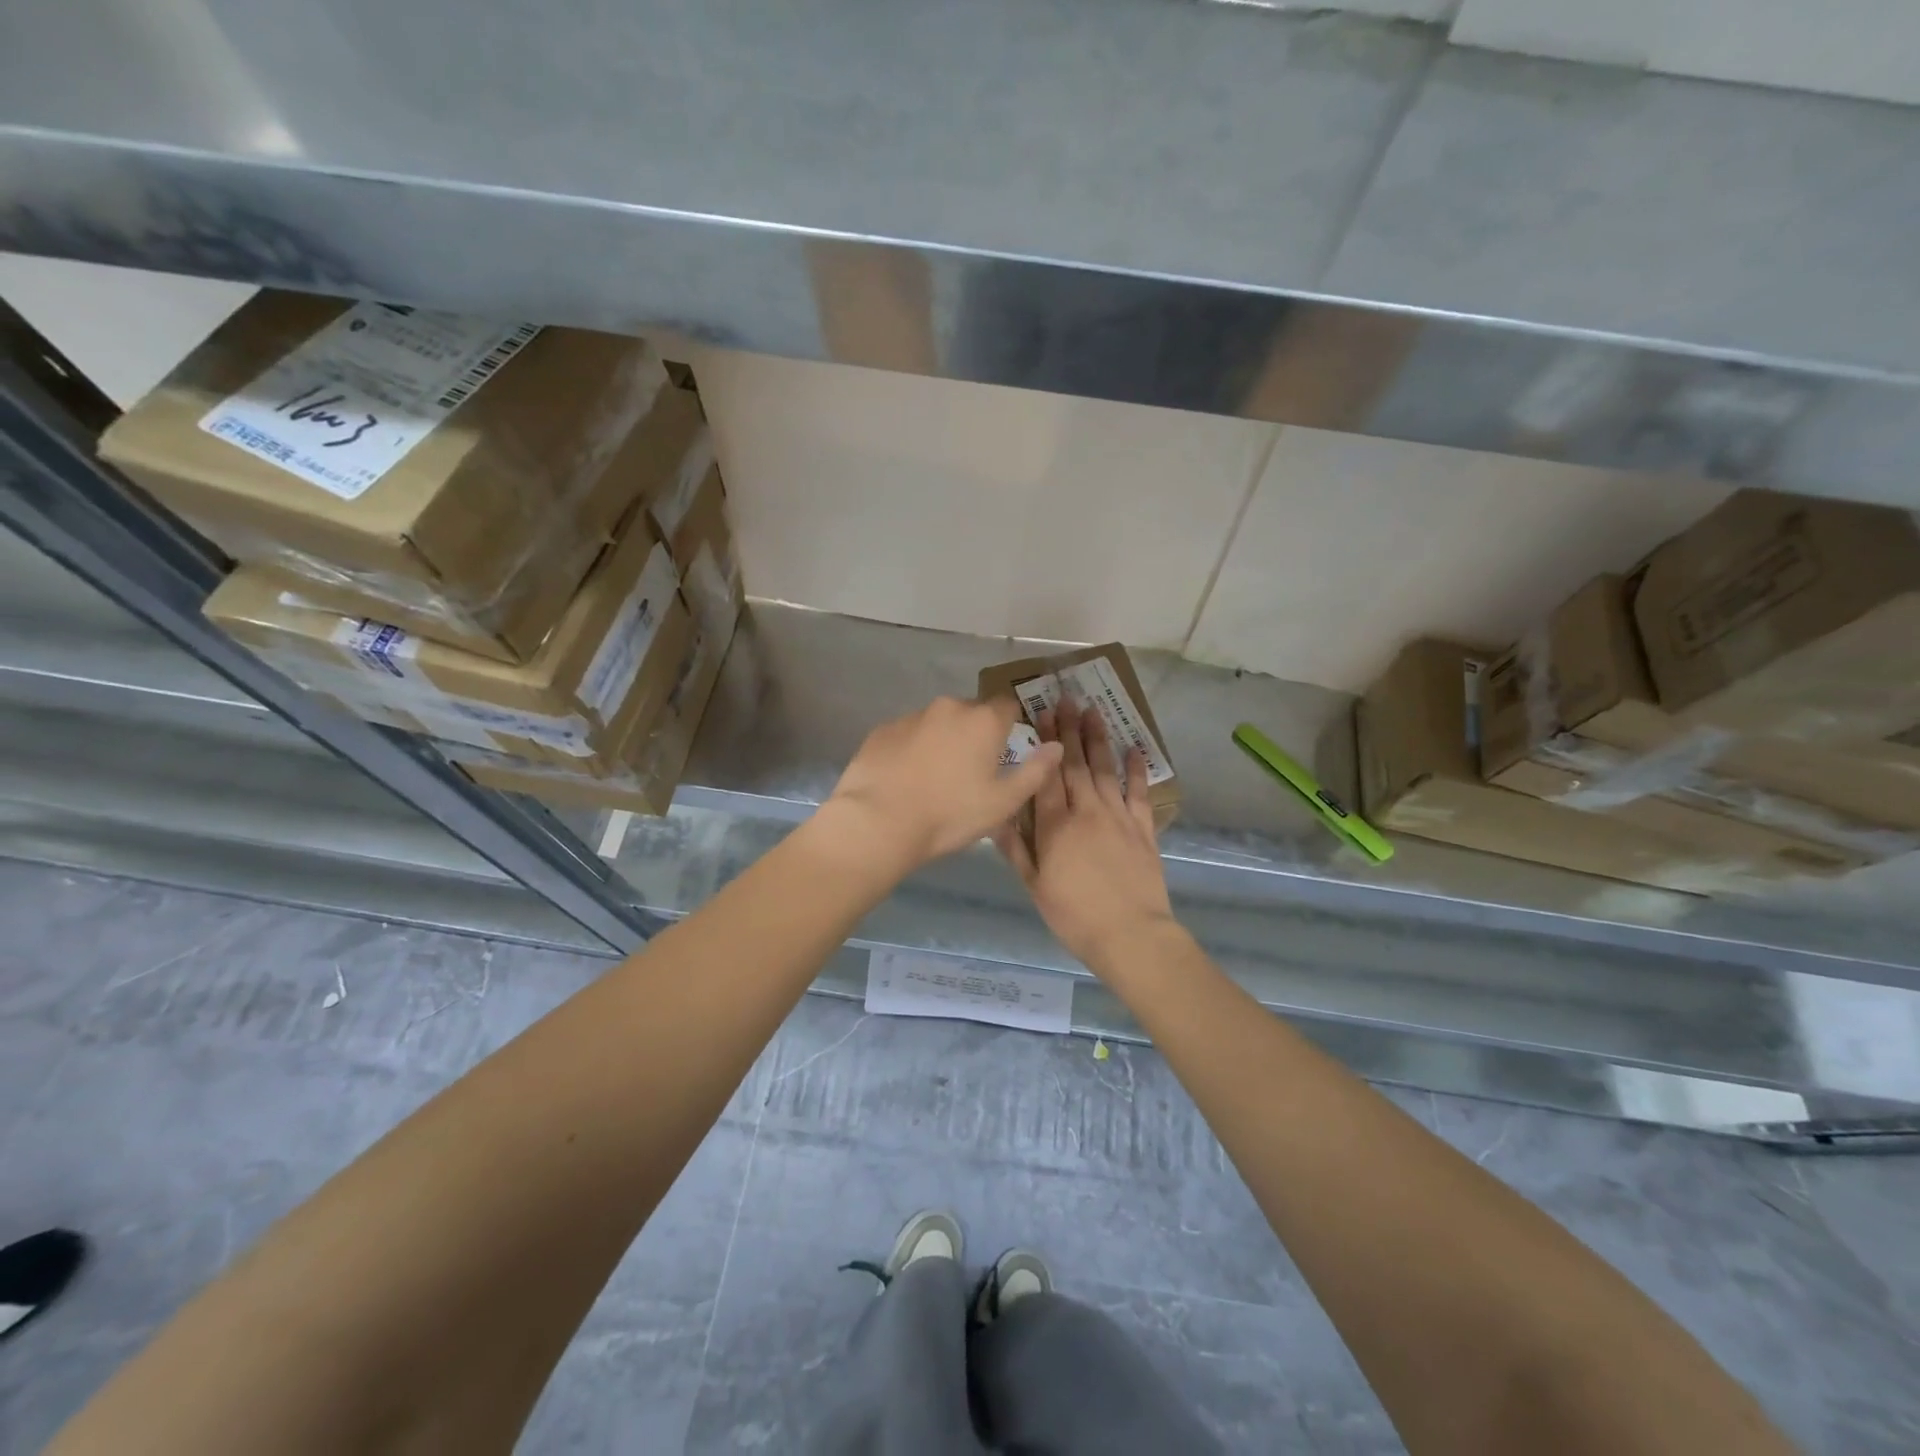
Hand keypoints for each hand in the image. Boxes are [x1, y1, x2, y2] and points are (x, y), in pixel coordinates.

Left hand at [822, 696, 1064, 874]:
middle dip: (975, 734)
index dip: (1011, 725)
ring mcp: (911, 716)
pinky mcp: (882, 730)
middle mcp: (948, 708)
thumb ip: (1035, 772)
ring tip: (934, 778)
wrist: (878, 821)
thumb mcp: (1003, 802)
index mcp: (982, 721)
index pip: (1008, 706)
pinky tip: (906, 778)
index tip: (1007, 749)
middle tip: (971, 772)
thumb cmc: (949, 814)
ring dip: (942, 741)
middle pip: (971, 713)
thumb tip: (1057, 746)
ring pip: (937, 722)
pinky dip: (913, 748)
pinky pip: (908, 734)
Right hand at [993, 695, 1176, 972]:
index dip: (1044, 742)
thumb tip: (996, 816)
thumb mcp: (1034, 886)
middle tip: (1065, 698)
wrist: (1129, 934)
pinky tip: (1134, 748)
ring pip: (1105, 769)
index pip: (1047, 774)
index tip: (1040, 713)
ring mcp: (1118, 817)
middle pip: (1075, 763)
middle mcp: (1086, 811)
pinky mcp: (1143, 828)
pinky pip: (1139, 792)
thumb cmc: (1074, 914)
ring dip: (1098, 738)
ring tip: (1094, 710)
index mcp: (1056, 825)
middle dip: (1069, 728)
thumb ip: (1015, 848)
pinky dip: (1137, 769)